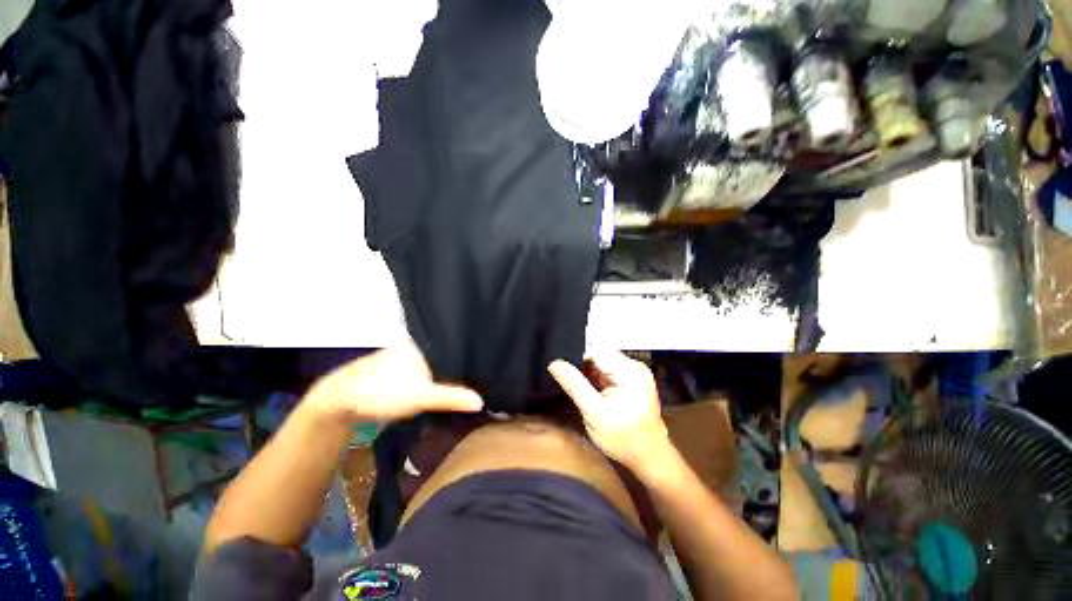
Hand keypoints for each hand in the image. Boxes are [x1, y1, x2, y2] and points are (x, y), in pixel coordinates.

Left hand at [305, 341, 483, 423]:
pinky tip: (441, 387)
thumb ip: (452, 398)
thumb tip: (481, 402)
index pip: (453, 344)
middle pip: (444, 355)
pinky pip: (422, 372)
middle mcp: (414, 346)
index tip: (485, 363)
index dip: (469, 354)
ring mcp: (404, 358)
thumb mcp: (422, 395)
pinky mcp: (396, 371)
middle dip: (458, 365)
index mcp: (422, 343)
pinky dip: (432, 379)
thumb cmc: (383, 390)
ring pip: (432, 364)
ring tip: (467, 380)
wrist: (340, 401)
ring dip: (444, 373)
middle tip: (480, 375)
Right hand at [548, 351, 669, 472]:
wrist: (649, 459)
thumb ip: (574, 385)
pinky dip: (593, 381)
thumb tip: (554, 363)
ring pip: (599, 364)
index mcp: (629, 370)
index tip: (559, 368)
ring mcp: (631, 374)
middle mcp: (632, 366)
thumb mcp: (594, 412)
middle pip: (598, 356)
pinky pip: (604, 373)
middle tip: (562, 377)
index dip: (575, 357)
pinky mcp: (627, 382)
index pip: (596, 351)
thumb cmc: (624, 439)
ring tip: (572, 384)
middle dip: (580, 366)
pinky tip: (586, 390)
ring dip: (586, 374)